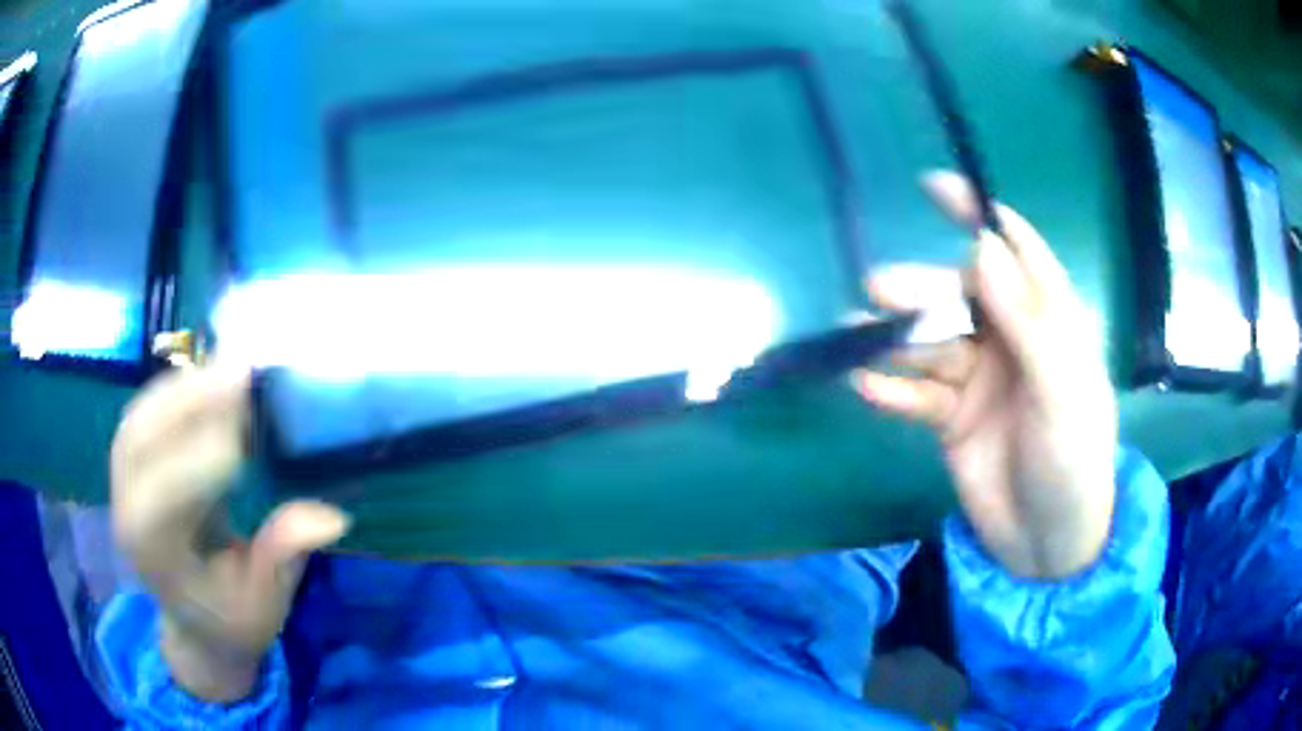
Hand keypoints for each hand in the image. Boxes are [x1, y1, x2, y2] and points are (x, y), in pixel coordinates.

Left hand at [111, 365, 349, 700]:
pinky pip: (146, 410)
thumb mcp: (265, 606)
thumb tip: (330, 516)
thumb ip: (283, 559)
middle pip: (143, 441)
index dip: (202, 463)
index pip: (165, 500)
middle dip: (189, 402)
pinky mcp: (132, 459)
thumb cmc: (232, 618)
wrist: (195, 621)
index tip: (251, 435)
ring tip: (232, 366)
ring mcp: (123, 480)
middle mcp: (127, 510)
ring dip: (184, 386)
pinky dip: (176, 388)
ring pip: (141, 416)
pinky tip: (209, 377)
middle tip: (244, 373)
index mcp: (156, 557)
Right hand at [854, 171, 1115, 578]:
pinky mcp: (951, 419)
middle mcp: (1011, 340)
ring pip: (932, 343)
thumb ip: (1027, 321)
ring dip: (897, 339)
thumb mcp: (1061, 392)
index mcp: (1050, 322)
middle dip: (923, 289)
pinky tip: (866, 387)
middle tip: (878, 291)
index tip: (935, 187)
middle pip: (961, 296)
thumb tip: (981, 247)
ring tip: (858, 337)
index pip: (1015, 252)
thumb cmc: (1073, 462)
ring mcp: (979, 379)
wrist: (1047, 543)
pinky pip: (918, 394)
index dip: (979, 215)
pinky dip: (893, 389)